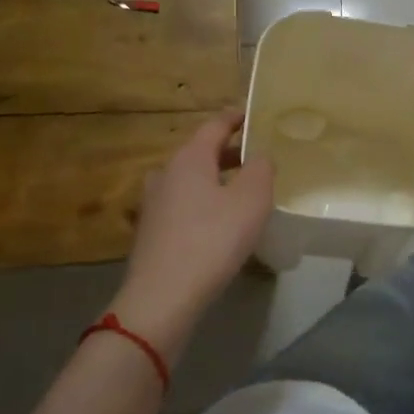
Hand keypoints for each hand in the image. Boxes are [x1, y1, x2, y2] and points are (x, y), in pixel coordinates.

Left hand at [110, 109, 274, 356]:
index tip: (254, 115)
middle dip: (230, 152)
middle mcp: (166, 173)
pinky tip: (220, 222)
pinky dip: (204, 202)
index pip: (214, 125)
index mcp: (189, 158)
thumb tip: (260, 156)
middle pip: (201, 152)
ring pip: (191, 180)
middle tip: (257, 158)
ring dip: (216, 179)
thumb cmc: (212, 240)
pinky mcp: (151, 231)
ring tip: (242, 191)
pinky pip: (184, 204)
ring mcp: (154, 203)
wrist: (163, 297)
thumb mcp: (251, 201)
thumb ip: (261, 169)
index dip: (236, 118)